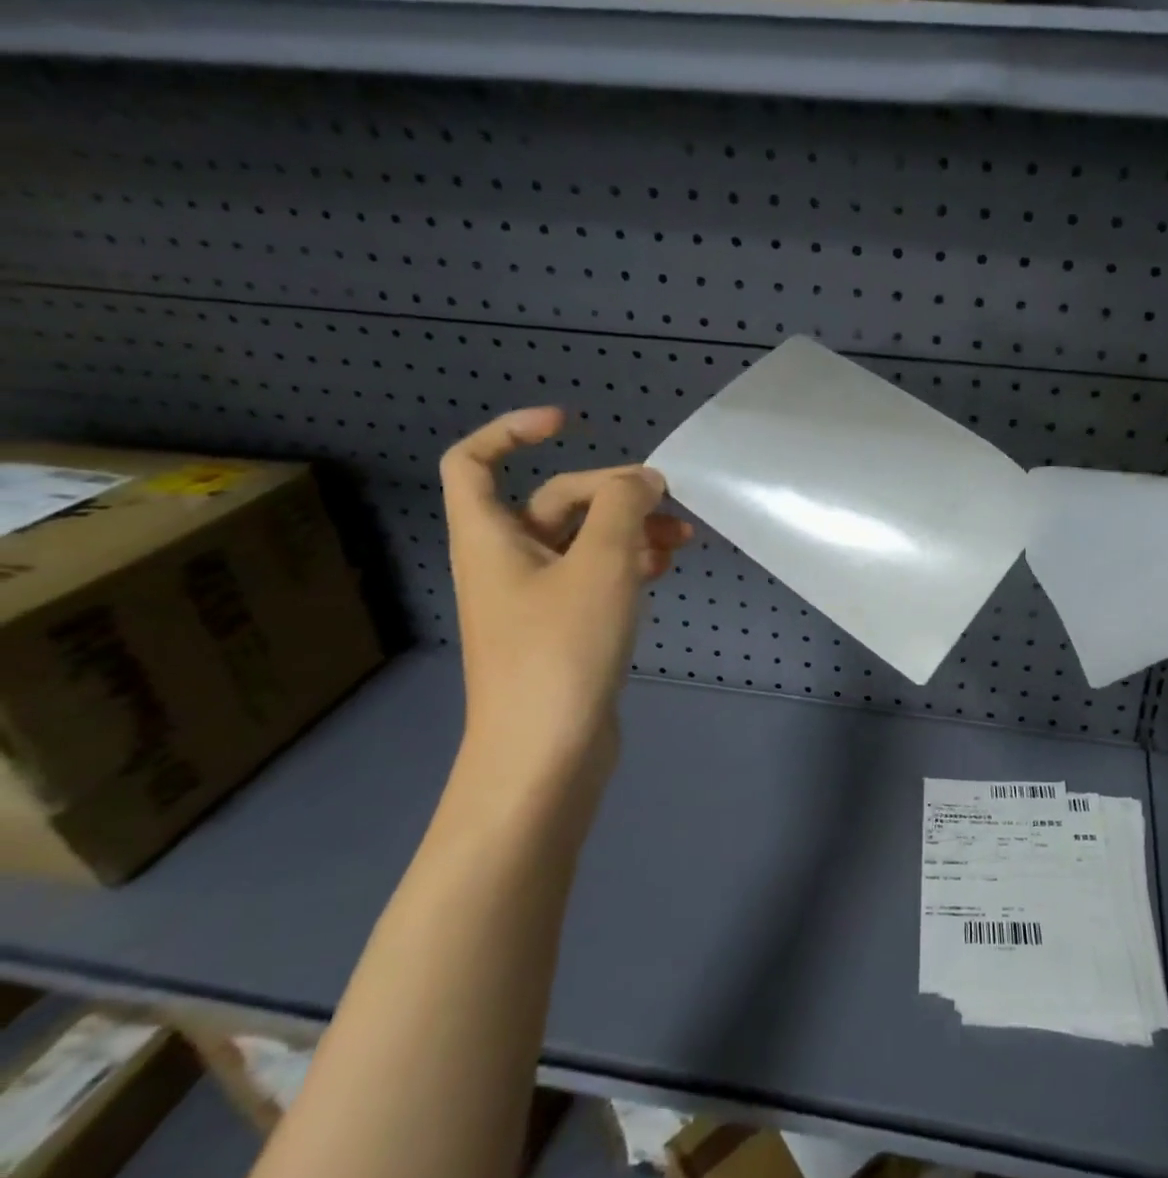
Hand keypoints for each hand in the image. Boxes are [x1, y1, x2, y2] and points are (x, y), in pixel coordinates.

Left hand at [439, 407, 691, 817]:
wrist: (546, 753)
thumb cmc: (562, 650)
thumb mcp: (600, 565)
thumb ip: (624, 508)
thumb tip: (644, 479)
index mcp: (490, 538)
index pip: (475, 462)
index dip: (513, 431)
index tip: (571, 424)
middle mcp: (507, 562)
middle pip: (555, 500)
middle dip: (612, 493)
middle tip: (667, 504)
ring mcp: (536, 599)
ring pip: (583, 541)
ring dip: (630, 530)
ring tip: (682, 541)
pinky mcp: (564, 630)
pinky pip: (595, 576)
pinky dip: (628, 564)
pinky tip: (664, 570)